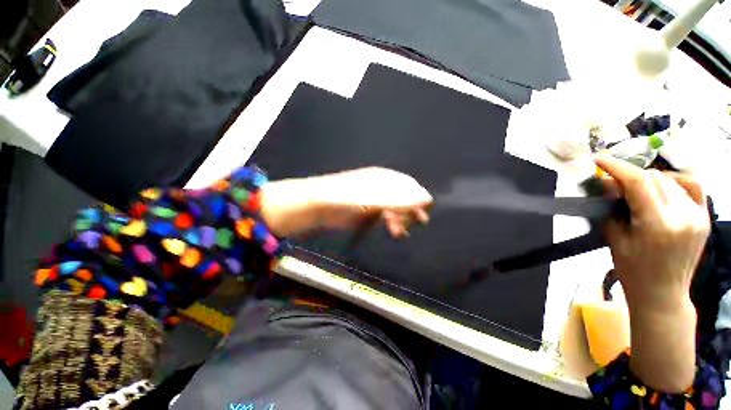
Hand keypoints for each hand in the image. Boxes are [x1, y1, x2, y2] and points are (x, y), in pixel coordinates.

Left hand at [261, 167, 432, 237]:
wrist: (318, 206)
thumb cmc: (346, 199)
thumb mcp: (374, 199)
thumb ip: (400, 200)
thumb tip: (427, 198)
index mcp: (385, 178)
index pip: (410, 186)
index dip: (420, 199)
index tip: (424, 215)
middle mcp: (382, 186)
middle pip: (405, 197)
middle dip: (411, 211)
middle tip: (416, 224)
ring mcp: (375, 199)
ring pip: (396, 208)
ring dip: (402, 219)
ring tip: (399, 232)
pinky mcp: (368, 210)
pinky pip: (386, 216)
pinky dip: (391, 223)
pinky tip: (392, 230)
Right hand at [596, 154, 709, 309]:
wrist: (663, 293)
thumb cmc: (633, 270)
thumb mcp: (615, 238)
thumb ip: (611, 207)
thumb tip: (606, 182)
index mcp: (658, 224)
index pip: (639, 182)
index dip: (617, 166)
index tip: (598, 159)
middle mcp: (682, 215)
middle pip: (654, 178)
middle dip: (630, 176)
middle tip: (614, 184)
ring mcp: (697, 215)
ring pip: (669, 180)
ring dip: (649, 180)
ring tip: (636, 191)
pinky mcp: (704, 217)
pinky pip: (691, 186)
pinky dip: (673, 181)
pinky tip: (663, 188)